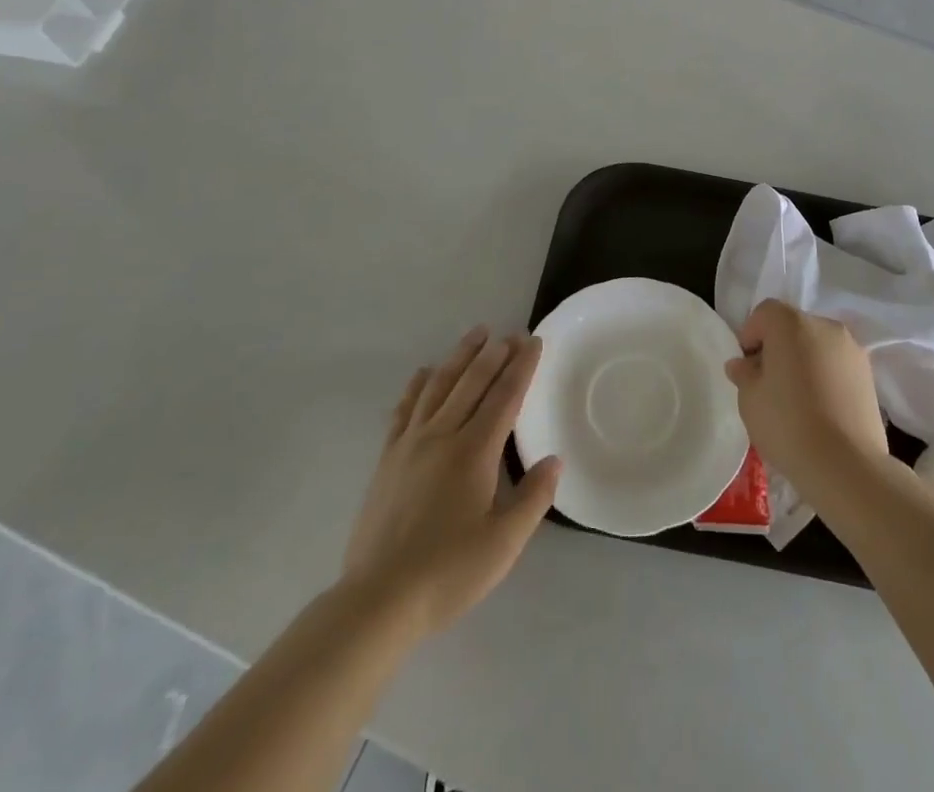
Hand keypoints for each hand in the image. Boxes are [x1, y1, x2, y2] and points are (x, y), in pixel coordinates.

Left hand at [340, 327, 560, 634]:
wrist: (378, 600)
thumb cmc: (448, 573)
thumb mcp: (503, 544)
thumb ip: (533, 498)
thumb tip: (554, 460)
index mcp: (474, 452)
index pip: (505, 396)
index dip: (521, 366)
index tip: (534, 341)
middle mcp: (443, 435)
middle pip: (472, 382)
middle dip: (495, 353)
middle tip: (511, 333)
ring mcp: (410, 444)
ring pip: (439, 385)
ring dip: (460, 356)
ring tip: (476, 334)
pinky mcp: (388, 459)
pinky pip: (405, 409)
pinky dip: (417, 385)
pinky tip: (424, 372)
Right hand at [724, 300, 888, 500]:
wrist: (846, 465)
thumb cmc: (787, 424)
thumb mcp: (749, 399)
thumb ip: (744, 374)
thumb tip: (742, 364)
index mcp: (792, 323)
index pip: (765, 313)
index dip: (751, 335)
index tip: (747, 367)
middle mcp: (825, 326)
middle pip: (793, 326)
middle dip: (778, 347)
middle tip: (768, 383)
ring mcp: (852, 349)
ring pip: (817, 345)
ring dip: (804, 361)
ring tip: (797, 399)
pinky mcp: (869, 375)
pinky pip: (837, 365)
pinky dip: (825, 376)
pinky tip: (820, 409)